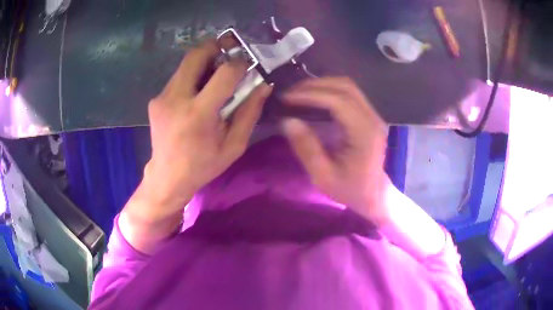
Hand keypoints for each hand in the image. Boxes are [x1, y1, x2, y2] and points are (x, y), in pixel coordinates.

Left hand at [137, 41, 272, 221]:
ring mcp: (162, 97)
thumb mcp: (233, 145)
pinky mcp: (155, 99)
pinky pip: (178, 78)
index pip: (224, 73)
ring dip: (204, 63)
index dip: (240, 63)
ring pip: (186, 64)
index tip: (247, 65)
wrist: (167, 177)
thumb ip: (249, 113)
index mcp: (198, 114)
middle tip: (230, 52)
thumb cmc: (203, 165)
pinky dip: (193, 78)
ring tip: (215, 77)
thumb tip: (263, 85)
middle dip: (216, 47)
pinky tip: (197, 94)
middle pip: (196, 55)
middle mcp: (176, 99)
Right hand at [282, 77, 390, 224]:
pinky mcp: (370, 116)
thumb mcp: (323, 177)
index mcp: (364, 133)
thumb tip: (288, 121)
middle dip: (314, 85)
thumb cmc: (351, 190)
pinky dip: (329, 91)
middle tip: (290, 93)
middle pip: (345, 86)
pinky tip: (314, 98)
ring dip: (322, 85)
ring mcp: (373, 115)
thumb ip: (306, 148)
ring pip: (348, 86)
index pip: (338, 101)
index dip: (310, 94)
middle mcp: (372, 118)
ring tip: (298, 94)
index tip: (287, 97)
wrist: (376, 195)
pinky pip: (350, 94)